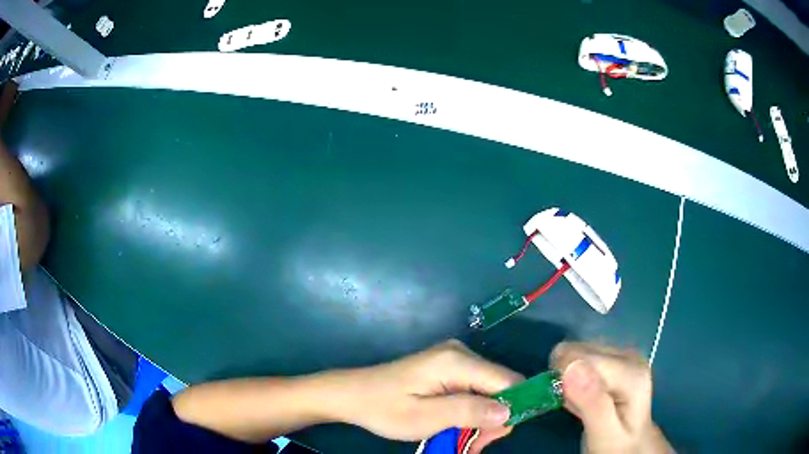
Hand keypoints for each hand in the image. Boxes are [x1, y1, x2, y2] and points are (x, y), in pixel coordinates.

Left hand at [335, 340, 522, 453]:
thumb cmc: (385, 408)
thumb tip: (509, 411)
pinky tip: (459, 428)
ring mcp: (455, 360)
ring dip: (483, 419)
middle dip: (494, 418)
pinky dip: (472, 412)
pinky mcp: (449, 370)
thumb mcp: (426, 418)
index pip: (508, 381)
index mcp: (458, 361)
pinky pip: (474, 391)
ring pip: (489, 392)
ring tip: (465, 442)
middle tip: (474, 445)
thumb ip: (469, 412)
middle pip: (500, 387)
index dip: (514, 408)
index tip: (495, 436)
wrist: (351, 395)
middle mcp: (462, 354)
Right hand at [550, 342, 673, 453]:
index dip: (563, 378)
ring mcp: (623, 355)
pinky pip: (581, 356)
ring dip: (569, 377)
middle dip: (566, 377)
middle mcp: (630, 356)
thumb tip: (571, 368)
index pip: (582, 358)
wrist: (633, 445)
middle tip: (572, 405)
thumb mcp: (605, 434)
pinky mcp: (616, 358)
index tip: (563, 402)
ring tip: (580, 403)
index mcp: (631, 373)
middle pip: (579, 351)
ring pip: (577, 351)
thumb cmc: (617, 445)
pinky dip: (575, 376)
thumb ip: (593, 404)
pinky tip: (584, 395)